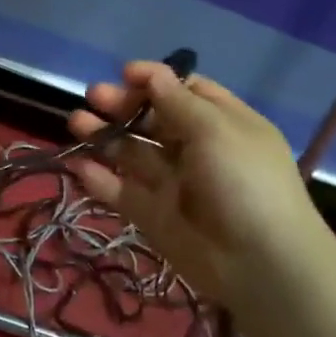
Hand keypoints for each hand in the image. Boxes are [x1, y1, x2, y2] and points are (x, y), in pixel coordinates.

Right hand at [68, 62, 329, 308]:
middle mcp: (197, 150)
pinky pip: (122, 192)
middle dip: (122, 105)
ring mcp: (174, 184)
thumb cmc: (243, 180)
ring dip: (104, 136)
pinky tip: (77, 164)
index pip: (185, 91)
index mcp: (222, 124)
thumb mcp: (215, 129)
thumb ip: (176, 100)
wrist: (259, 263)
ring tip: (76, 122)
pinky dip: (99, 178)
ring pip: (132, 153)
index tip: (124, 73)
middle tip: (93, 96)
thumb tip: (150, 73)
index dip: (155, 80)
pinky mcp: (154, 216)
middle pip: (153, 120)